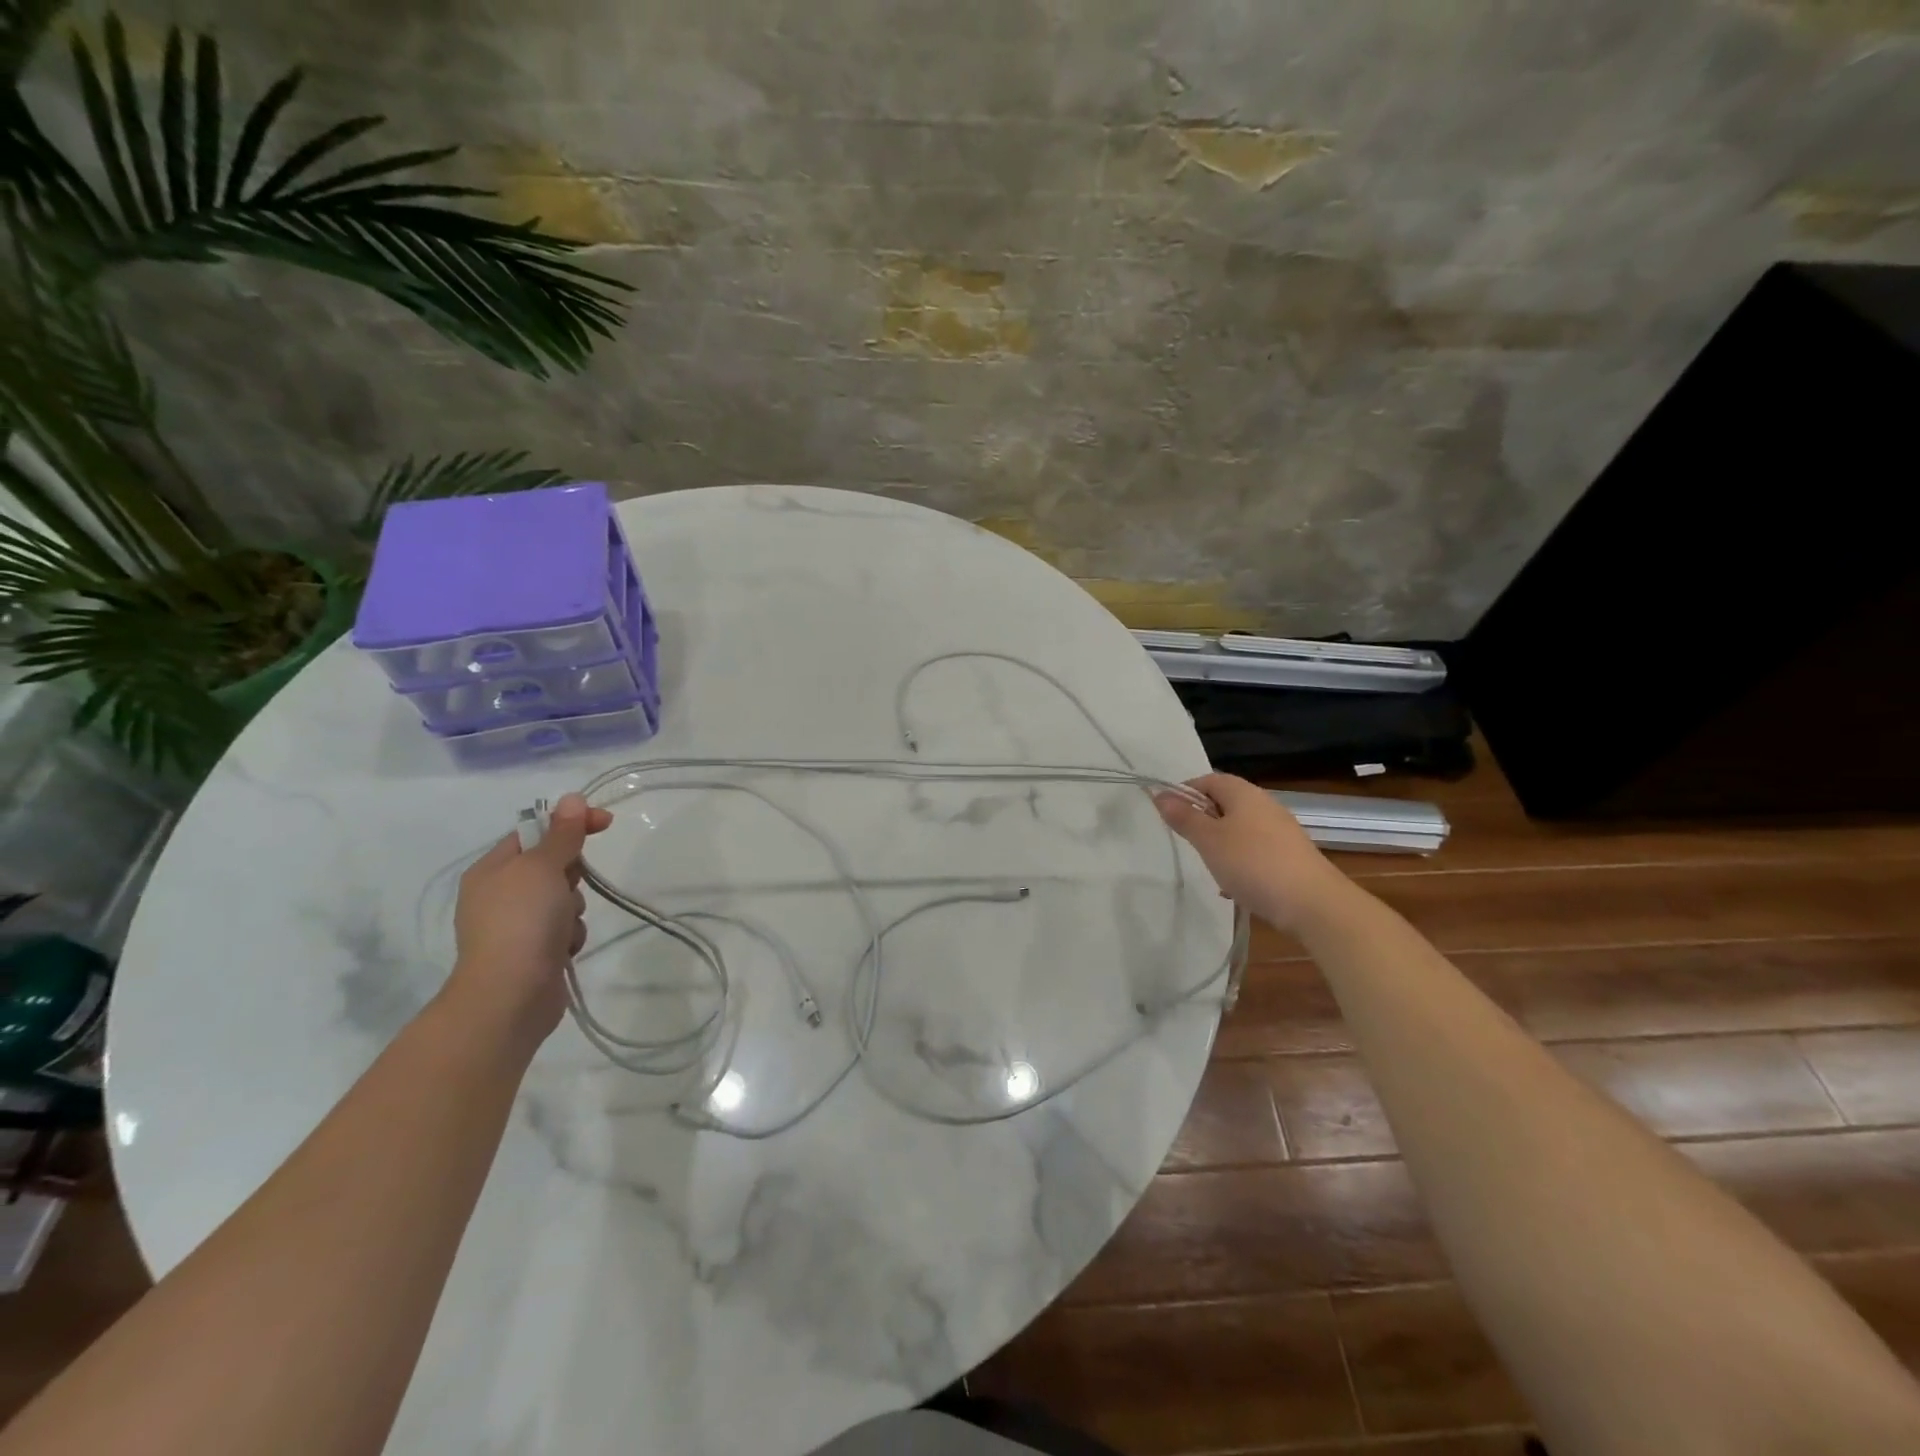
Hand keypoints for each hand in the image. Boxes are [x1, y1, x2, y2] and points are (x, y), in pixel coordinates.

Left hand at [445, 793, 612, 1042]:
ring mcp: (515, 925)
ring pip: (564, 899)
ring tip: (563, 927)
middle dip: (571, 875)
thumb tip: (572, 798)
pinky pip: (564, 929)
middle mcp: (500, 894)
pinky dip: (570, 935)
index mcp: (492, 869)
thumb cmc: (521, 922)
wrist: (509, 996)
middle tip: (569, 886)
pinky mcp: (533, 951)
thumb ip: (562, 834)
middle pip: (552, 865)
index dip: (571, 823)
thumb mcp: (542, 868)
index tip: (607, 823)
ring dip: (573, 909)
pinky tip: (564, 949)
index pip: (536, 831)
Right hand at [1154, 773, 1350, 931]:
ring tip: (1209, 867)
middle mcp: (1264, 804)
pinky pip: (1256, 850)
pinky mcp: (1290, 855)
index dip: (1184, 792)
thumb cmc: (1252, 863)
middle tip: (1187, 842)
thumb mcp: (1208, 840)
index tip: (1168, 815)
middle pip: (1225, 803)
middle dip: (1203, 820)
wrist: (1312, 903)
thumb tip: (1161, 794)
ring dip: (1221, 844)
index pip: (1208, 779)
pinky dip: (1240, 861)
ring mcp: (1281, 830)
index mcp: (1243, 793)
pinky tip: (1235, 886)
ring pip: (1240, 829)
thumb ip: (1184, 817)